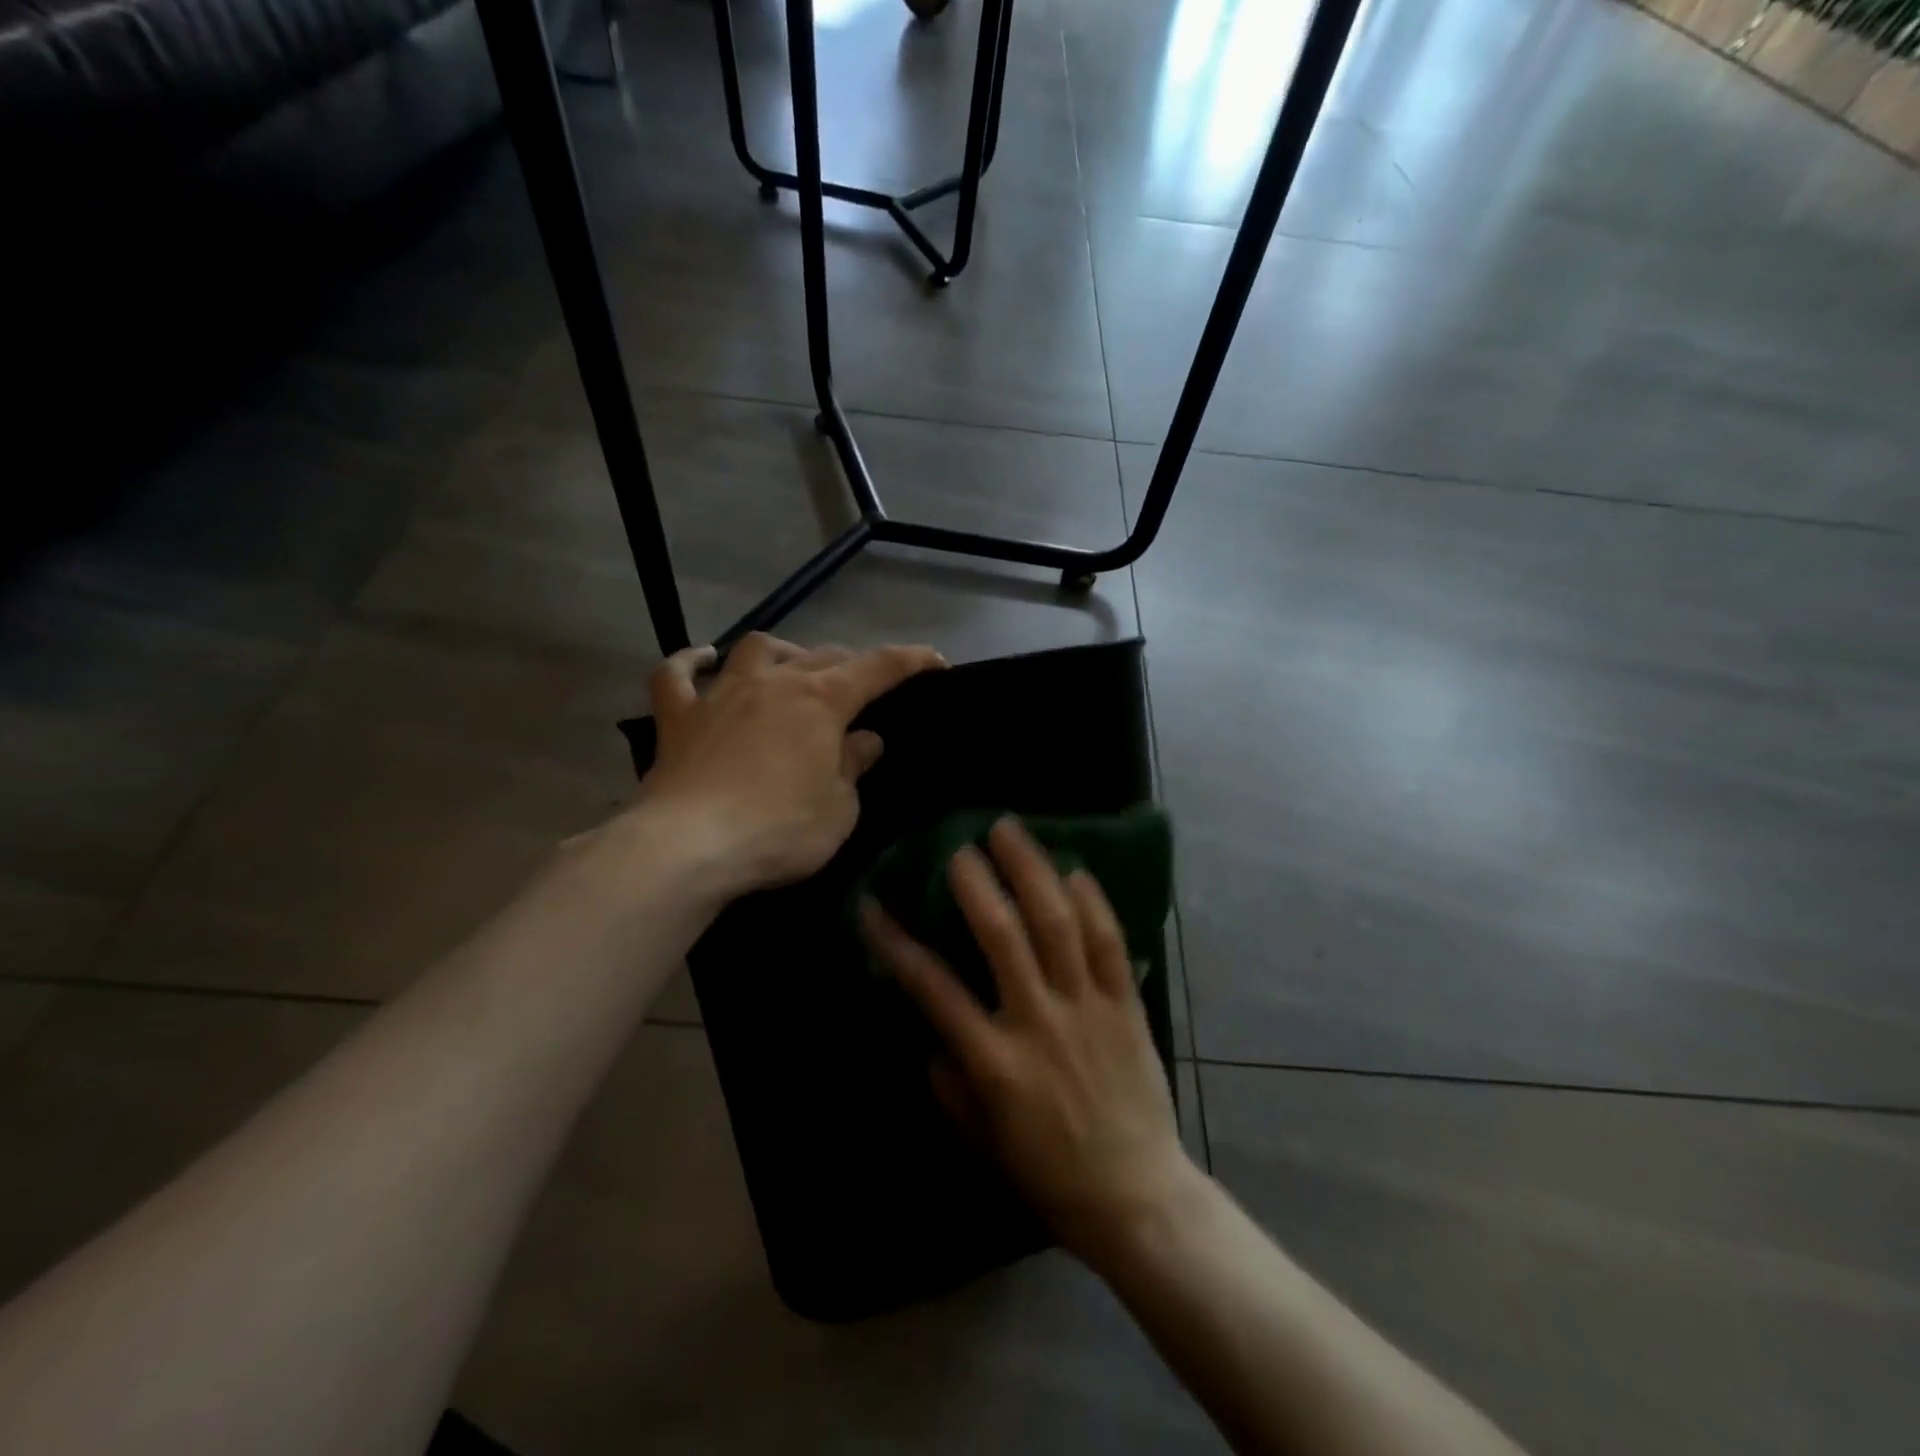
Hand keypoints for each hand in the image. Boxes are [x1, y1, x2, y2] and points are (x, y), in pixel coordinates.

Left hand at [639, 634, 943, 897]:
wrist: (689, 846)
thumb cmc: (779, 830)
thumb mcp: (839, 808)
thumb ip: (853, 767)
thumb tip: (863, 740)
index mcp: (821, 701)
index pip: (879, 668)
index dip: (911, 661)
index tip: (936, 662)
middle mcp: (774, 683)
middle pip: (821, 655)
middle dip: (850, 665)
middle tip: (862, 689)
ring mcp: (721, 695)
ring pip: (756, 649)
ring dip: (782, 652)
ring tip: (792, 668)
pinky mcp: (678, 718)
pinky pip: (677, 676)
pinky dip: (690, 663)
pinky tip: (702, 659)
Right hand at [862, 818, 1195, 1263]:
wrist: (1136, 1198)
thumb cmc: (1049, 1173)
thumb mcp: (981, 1139)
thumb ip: (949, 1082)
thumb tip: (927, 1033)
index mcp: (994, 1061)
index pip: (932, 987)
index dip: (896, 942)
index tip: (872, 904)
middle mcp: (1038, 1021)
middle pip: (1001, 934)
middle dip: (974, 882)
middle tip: (958, 845)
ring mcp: (1087, 1008)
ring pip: (1058, 923)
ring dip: (1031, 870)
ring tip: (1011, 831)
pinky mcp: (1127, 1005)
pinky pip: (1111, 942)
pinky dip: (1092, 901)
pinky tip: (1074, 869)